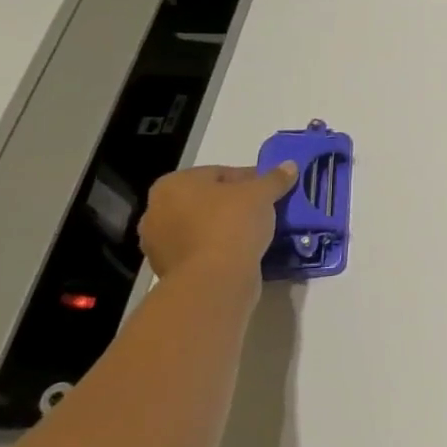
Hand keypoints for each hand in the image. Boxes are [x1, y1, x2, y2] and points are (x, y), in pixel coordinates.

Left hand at [138, 162, 296, 285]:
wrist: (214, 281)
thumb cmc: (231, 225)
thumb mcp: (261, 195)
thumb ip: (275, 178)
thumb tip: (290, 166)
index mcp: (172, 185)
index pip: (219, 173)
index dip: (250, 180)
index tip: (271, 191)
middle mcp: (157, 211)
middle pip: (208, 201)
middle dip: (235, 204)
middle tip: (265, 210)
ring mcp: (159, 244)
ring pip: (203, 227)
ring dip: (226, 228)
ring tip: (257, 232)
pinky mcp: (168, 270)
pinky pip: (201, 250)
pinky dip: (219, 249)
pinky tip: (243, 252)